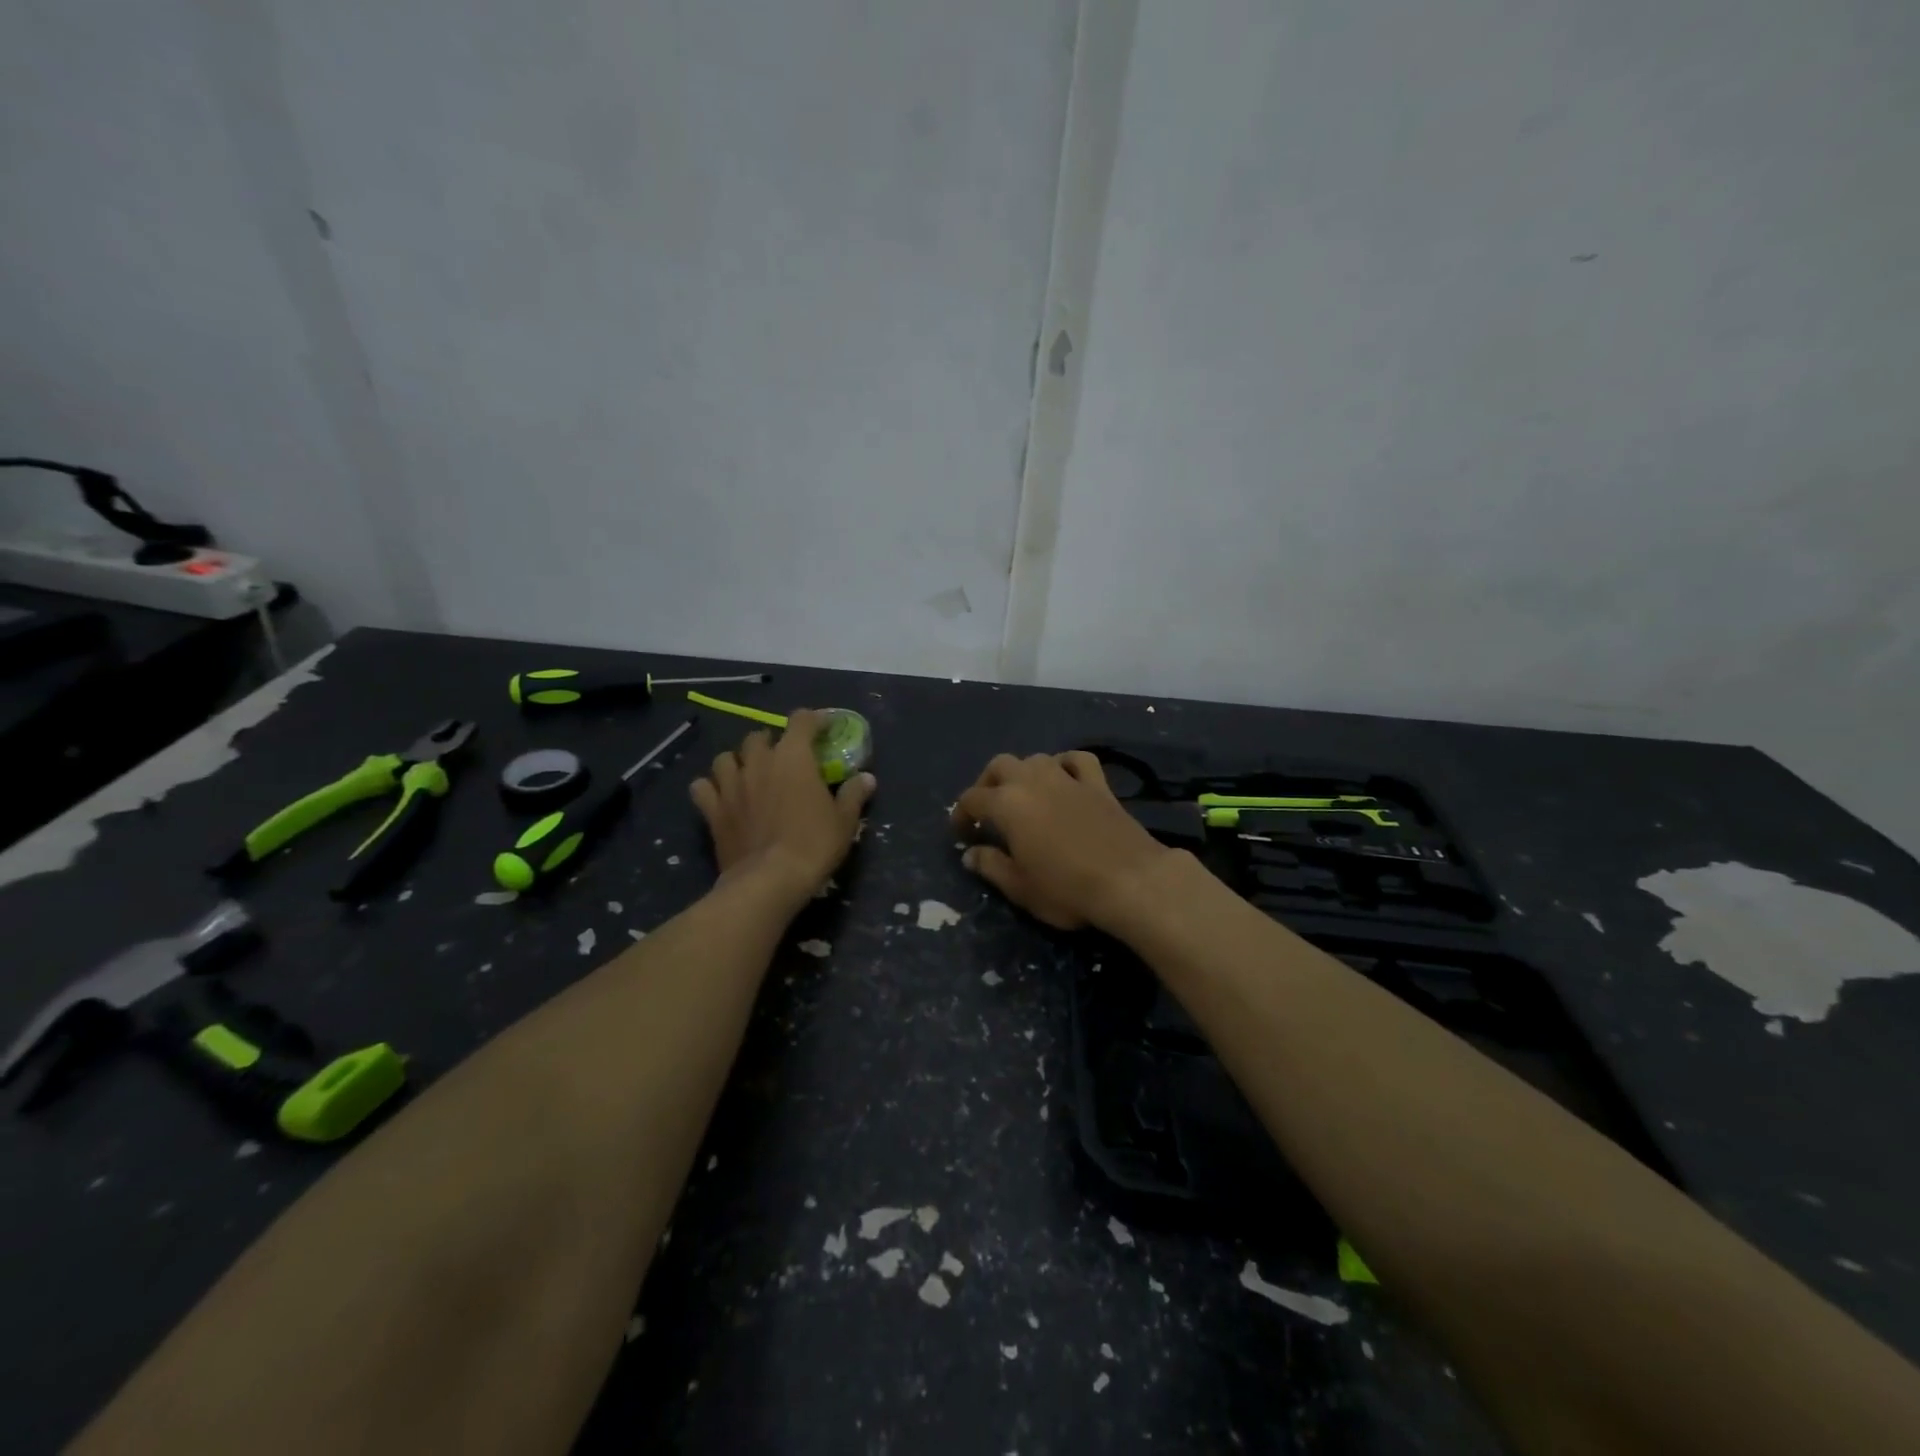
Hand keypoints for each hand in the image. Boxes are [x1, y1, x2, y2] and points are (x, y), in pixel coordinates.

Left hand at [691, 709, 874, 904]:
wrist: (770, 880)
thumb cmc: (814, 845)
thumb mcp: (844, 821)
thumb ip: (854, 795)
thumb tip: (867, 778)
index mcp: (793, 757)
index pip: (801, 721)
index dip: (813, 719)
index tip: (823, 727)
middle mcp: (759, 762)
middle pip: (758, 736)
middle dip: (771, 742)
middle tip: (783, 758)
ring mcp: (731, 785)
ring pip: (725, 757)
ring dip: (737, 761)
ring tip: (748, 773)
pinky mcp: (713, 810)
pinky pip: (702, 787)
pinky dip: (710, 787)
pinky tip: (720, 796)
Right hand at [951, 752, 1172, 929]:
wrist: (1131, 881)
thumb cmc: (1067, 889)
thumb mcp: (1020, 887)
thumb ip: (991, 866)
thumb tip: (970, 853)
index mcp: (1007, 805)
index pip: (972, 799)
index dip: (961, 814)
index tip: (961, 833)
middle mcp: (1033, 781)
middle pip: (1000, 765)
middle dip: (988, 783)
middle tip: (987, 810)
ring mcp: (1068, 779)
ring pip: (1036, 758)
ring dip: (1023, 772)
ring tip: (1023, 795)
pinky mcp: (1098, 784)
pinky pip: (1077, 760)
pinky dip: (1065, 763)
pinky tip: (1064, 776)